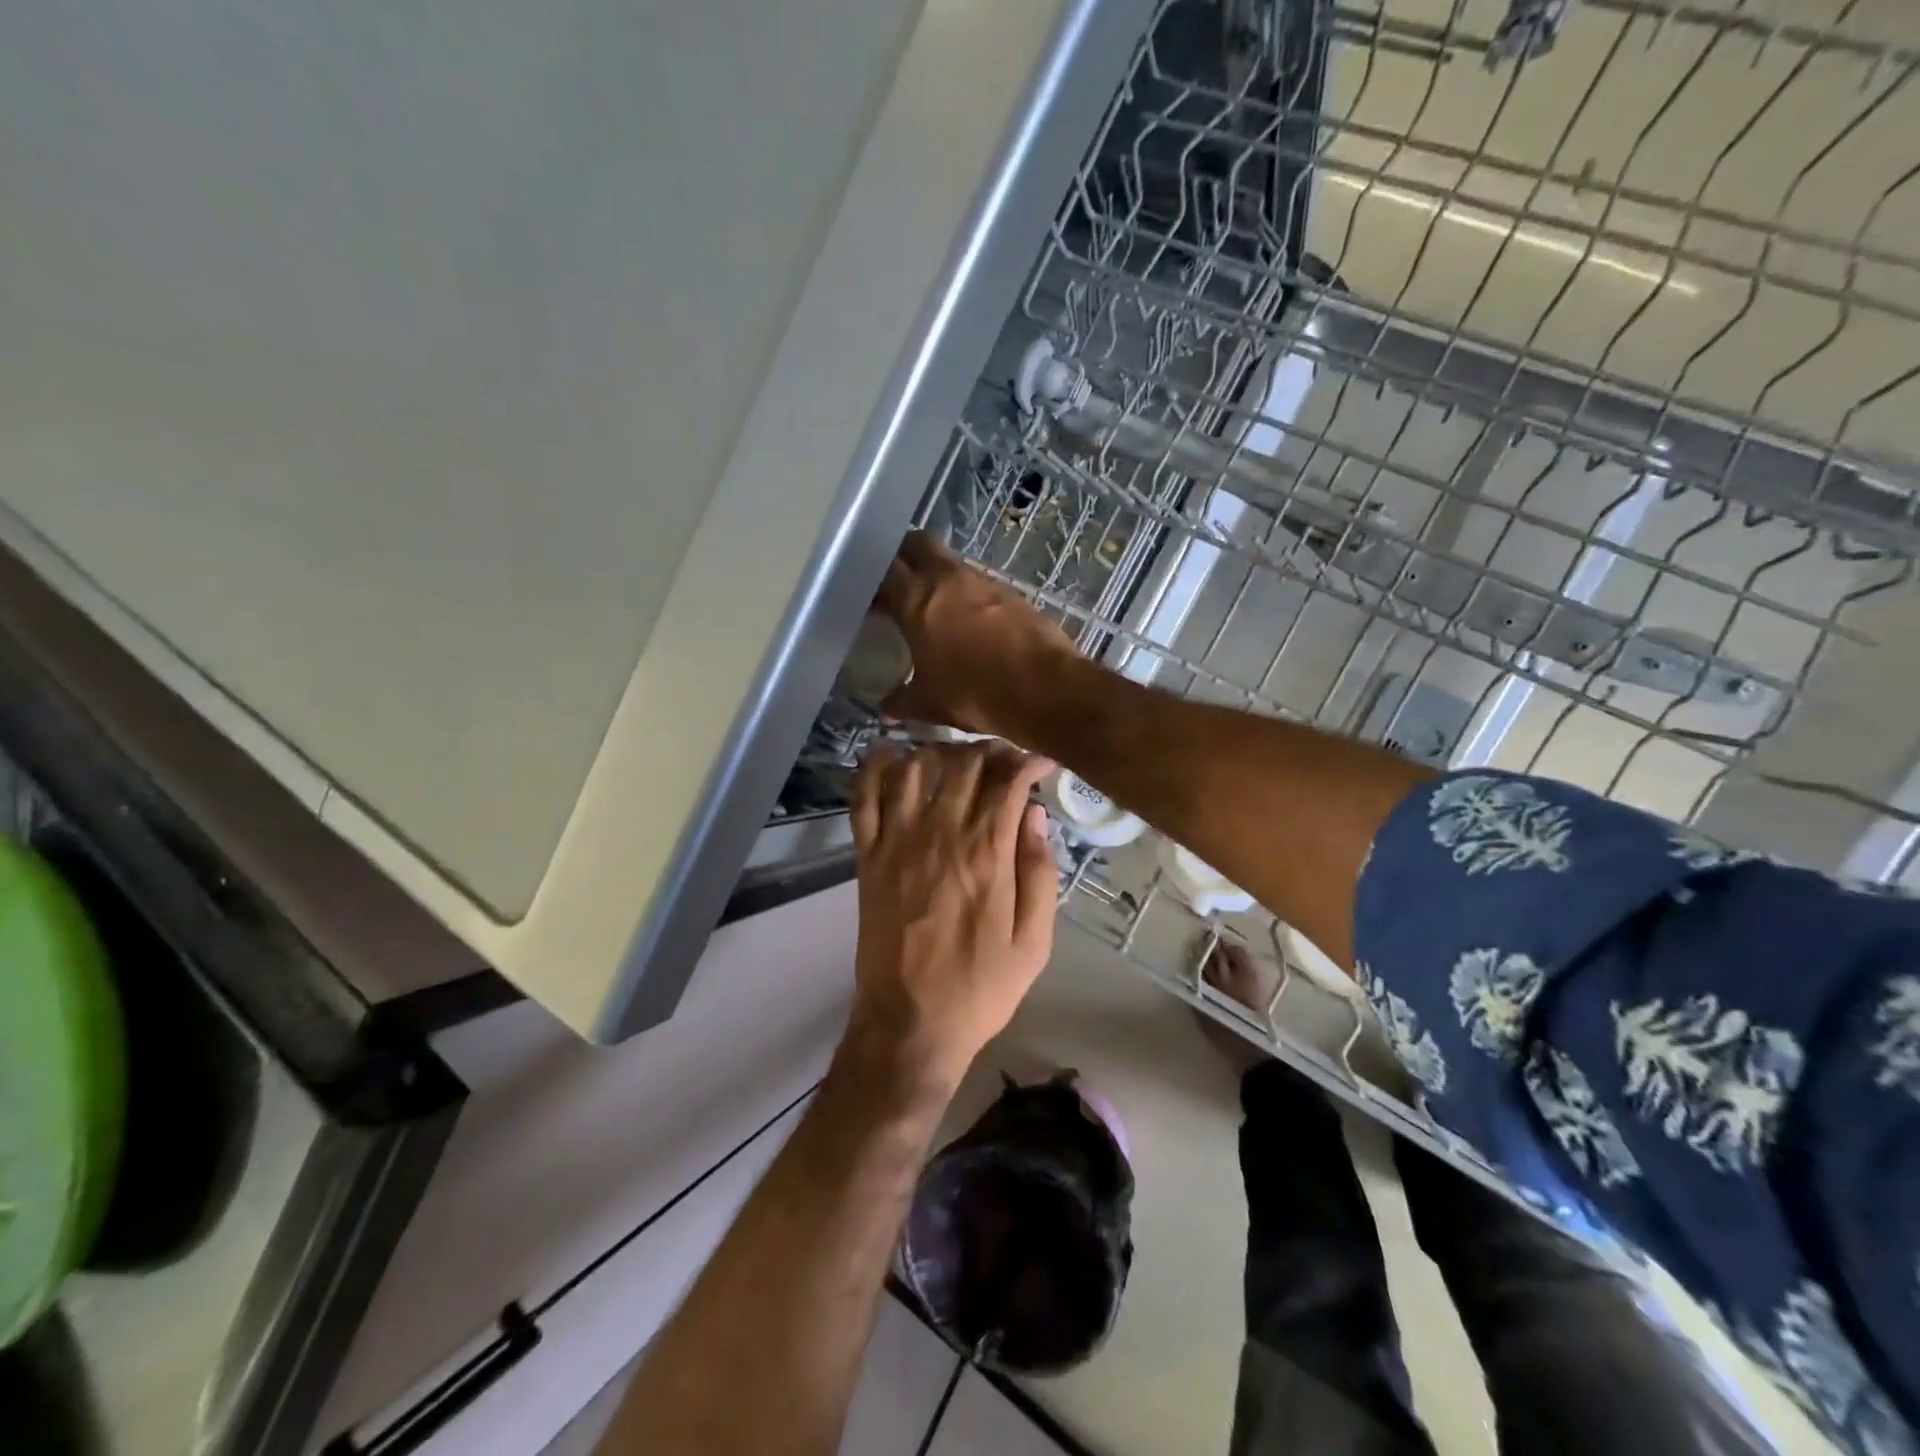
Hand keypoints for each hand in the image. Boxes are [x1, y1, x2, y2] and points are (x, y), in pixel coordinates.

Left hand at [844, 740, 1057, 1090]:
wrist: (910, 1022)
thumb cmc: (981, 986)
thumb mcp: (1034, 941)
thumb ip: (1039, 872)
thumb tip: (1034, 814)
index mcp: (987, 853)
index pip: (1008, 780)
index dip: (1027, 761)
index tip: (1040, 764)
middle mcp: (941, 834)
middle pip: (964, 764)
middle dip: (991, 750)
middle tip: (1005, 761)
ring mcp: (898, 842)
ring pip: (916, 768)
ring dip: (940, 751)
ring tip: (959, 759)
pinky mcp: (868, 856)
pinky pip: (864, 798)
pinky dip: (874, 767)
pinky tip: (891, 753)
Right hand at [876, 532, 1077, 739]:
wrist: (1045, 690)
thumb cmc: (976, 694)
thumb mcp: (930, 703)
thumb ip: (902, 701)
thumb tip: (885, 706)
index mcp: (917, 599)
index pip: (883, 569)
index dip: (870, 578)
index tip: (864, 594)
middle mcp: (948, 578)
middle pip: (917, 544)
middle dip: (903, 556)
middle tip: (895, 581)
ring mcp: (984, 581)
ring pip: (950, 562)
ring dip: (937, 574)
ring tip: (931, 605)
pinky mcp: (1011, 592)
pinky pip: (978, 582)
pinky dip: (966, 593)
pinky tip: (967, 621)